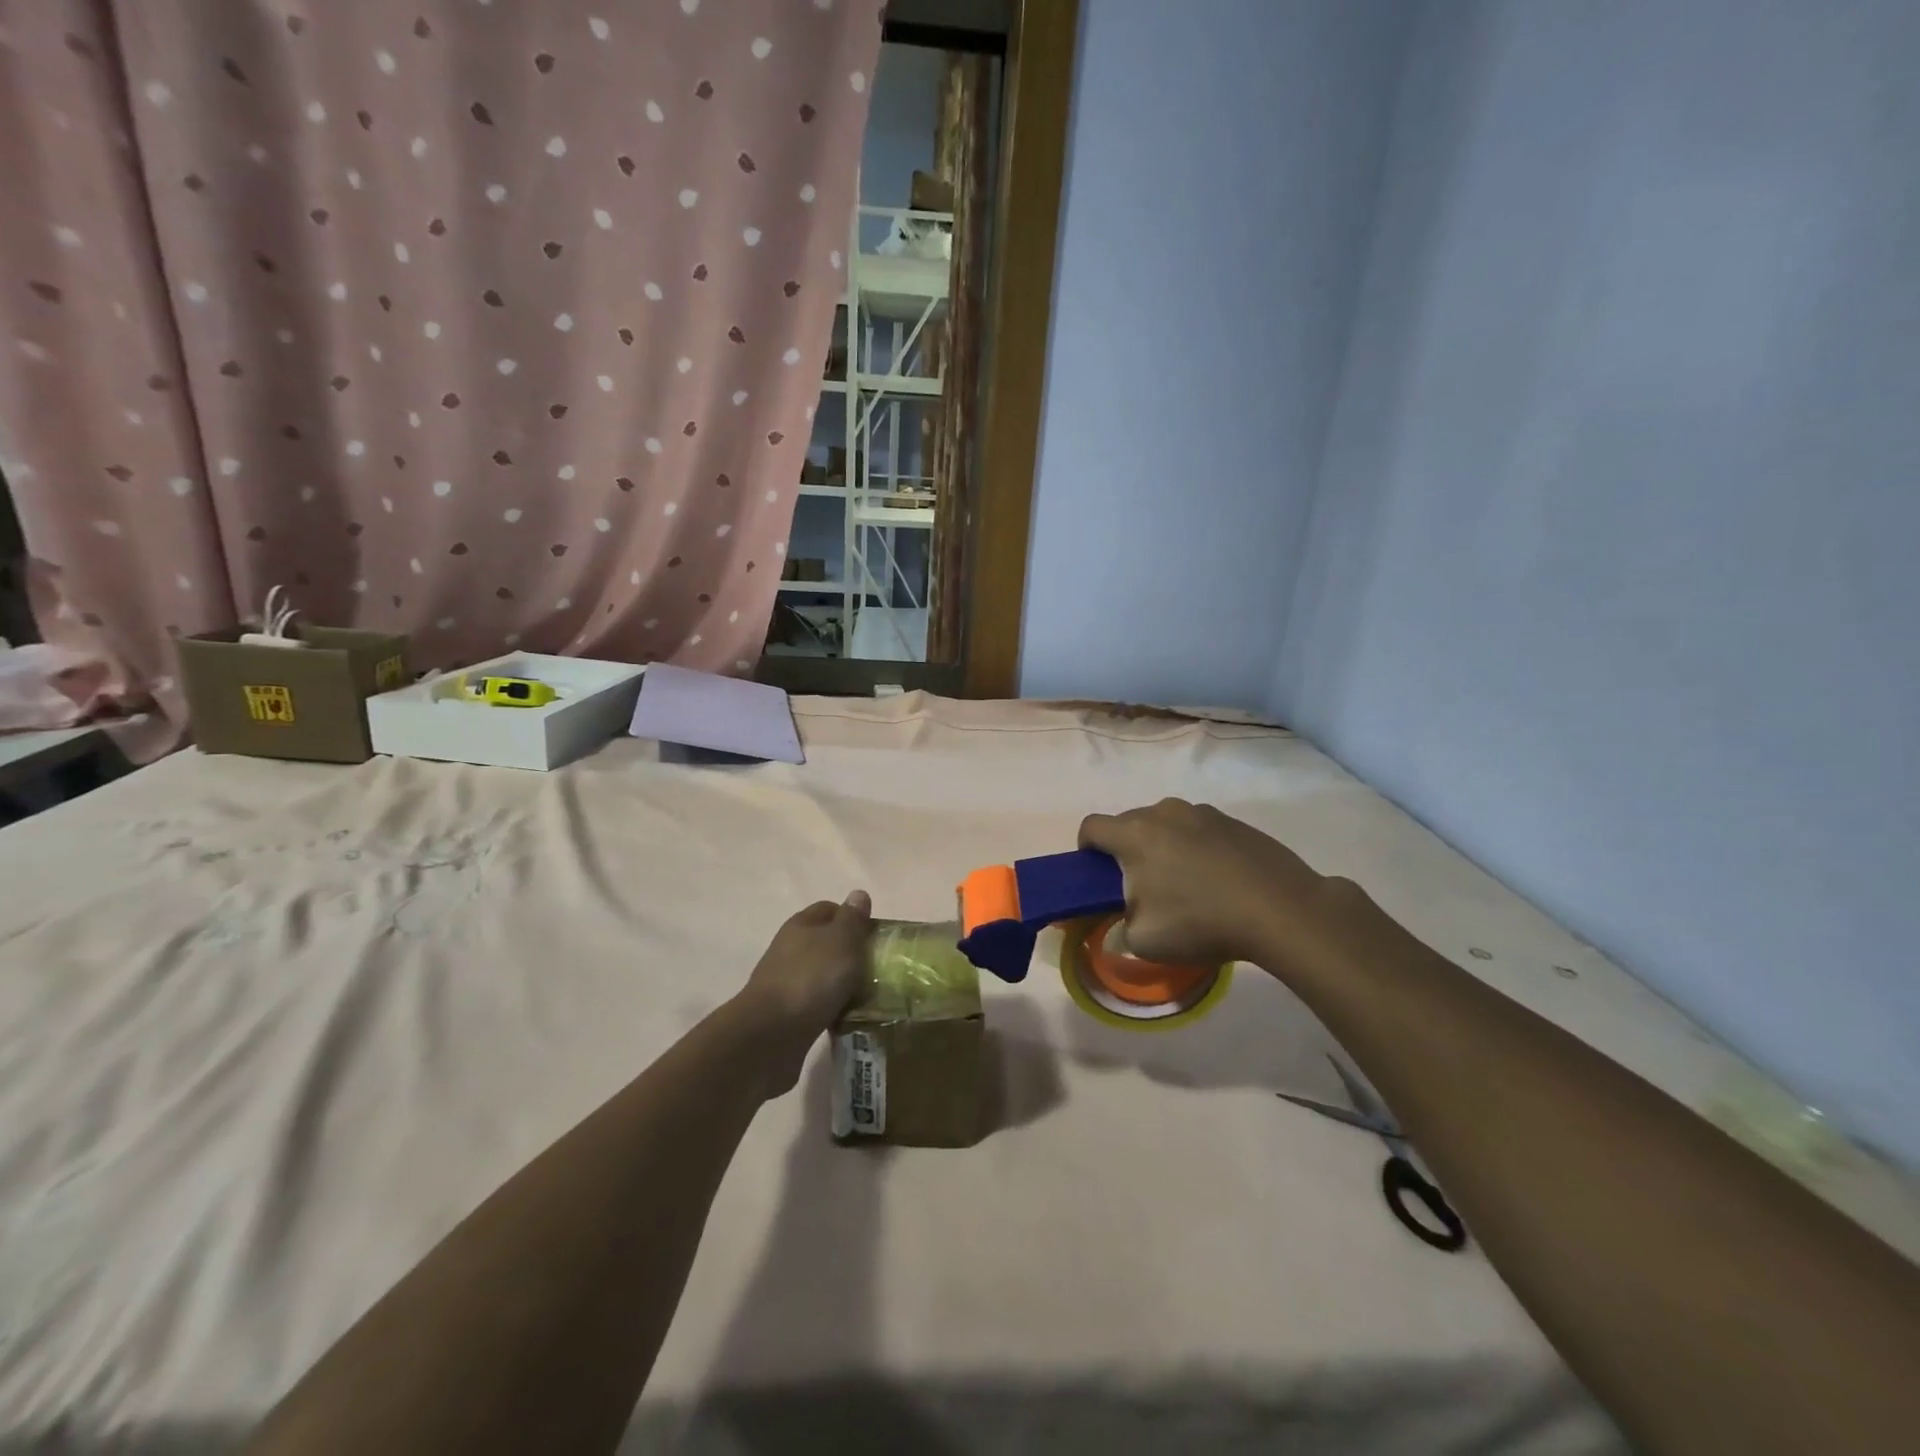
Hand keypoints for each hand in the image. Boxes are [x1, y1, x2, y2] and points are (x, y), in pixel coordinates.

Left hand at [733, 891, 872, 1096]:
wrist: (770, 1036)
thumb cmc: (811, 978)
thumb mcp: (841, 941)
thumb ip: (852, 919)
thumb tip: (858, 894)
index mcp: (801, 925)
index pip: (829, 909)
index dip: (853, 918)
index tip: (876, 936)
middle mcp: (790, 950)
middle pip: (827, 943)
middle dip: (852, 953)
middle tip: (879, 967)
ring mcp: (787, 983)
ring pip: (823, 976)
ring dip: (843, 984)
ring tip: (871, 996)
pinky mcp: (787, 1015)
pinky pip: (818, 1005)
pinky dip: (833, 1009)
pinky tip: (850, 1019)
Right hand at [1079, 799, 1333, 970]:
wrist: (1283, 910)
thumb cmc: (1202, 922)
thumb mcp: (1144, 941)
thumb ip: (1120, 927)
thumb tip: (1124, 919)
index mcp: (1135, 834)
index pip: (1091, 827)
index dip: (1086, 850)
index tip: (1098, 877)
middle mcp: (1164, 812)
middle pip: (1129, 824)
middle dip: (1127, 851)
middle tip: (1143, 889)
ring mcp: (1203, 812)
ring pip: (1167, 825)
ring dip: (1164, 848)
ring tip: (1186, 886)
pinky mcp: (1235, 821)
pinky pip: (1200, 831)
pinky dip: (1197, 849)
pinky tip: (1219, 882)